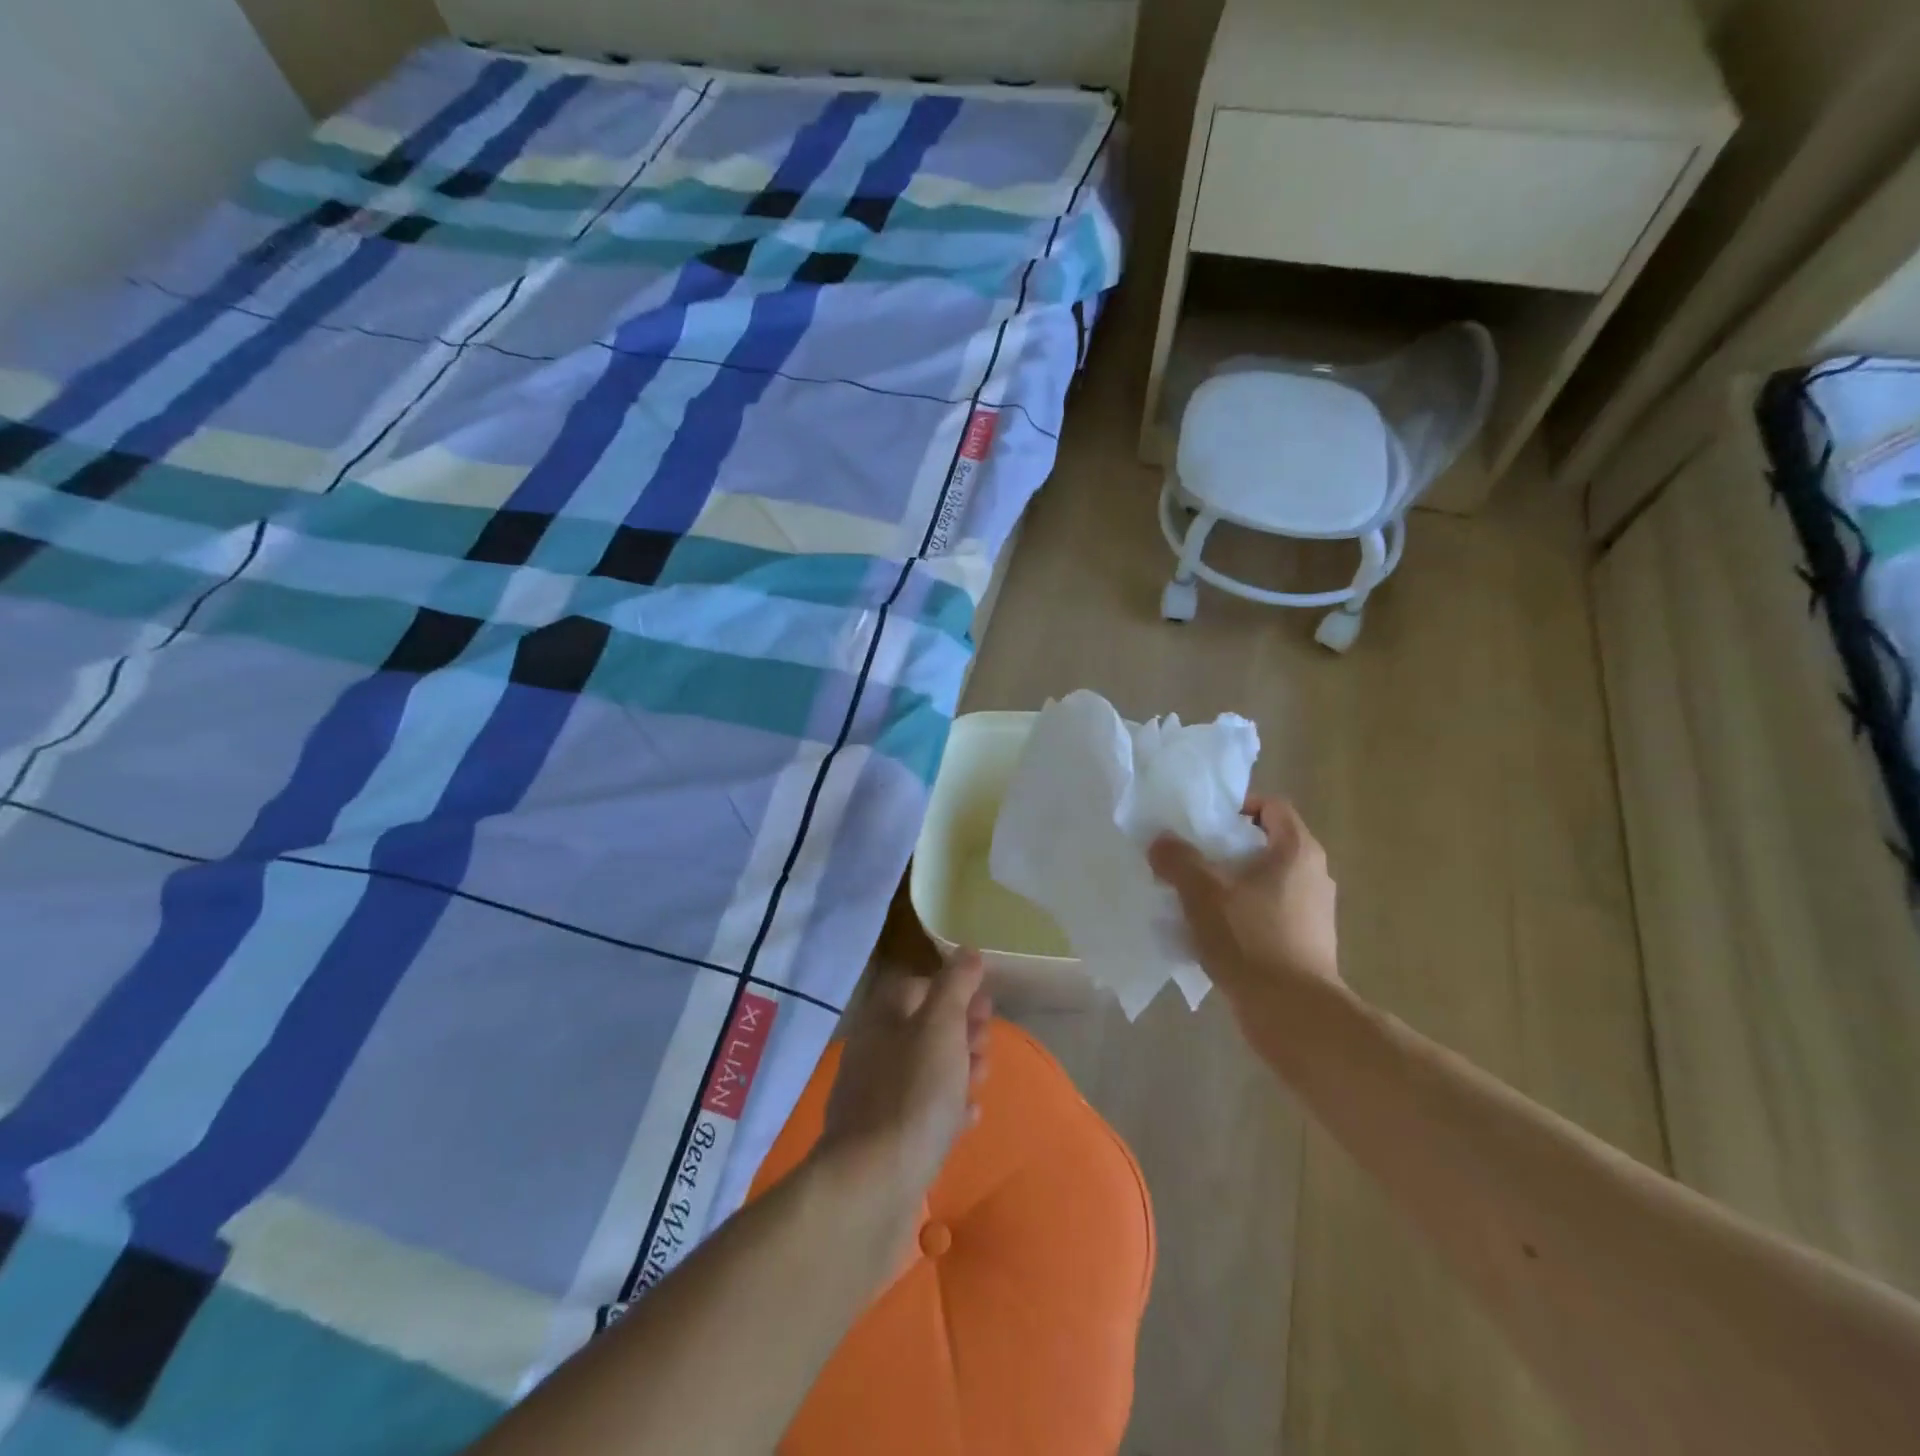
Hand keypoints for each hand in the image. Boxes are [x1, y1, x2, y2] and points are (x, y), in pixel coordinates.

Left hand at [816, 951, 991, 1212]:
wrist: (873, 1183)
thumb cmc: (913, 1092)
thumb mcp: (941, 1025)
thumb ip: (955, 985)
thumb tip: (968, 951)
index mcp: (883, 1018)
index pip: (917, 987)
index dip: (953, 990)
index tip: (985, 1005)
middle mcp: (874, 1051)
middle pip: (923, 1029)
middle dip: (960, 1031)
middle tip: (987, 1044)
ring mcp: (876, 1097)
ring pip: (925, 1071)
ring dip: (957, 1068)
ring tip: (982, 1078)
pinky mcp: (884, 1140)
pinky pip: (921, 1112)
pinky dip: (947, 1107)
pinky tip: (968, 1116)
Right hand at [1148, 797, 1340, 1012]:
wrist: (1293, 1012)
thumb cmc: (1250, 939)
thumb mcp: (1202, 892)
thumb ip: (1177, 859)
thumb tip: (1161, 841)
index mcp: (1297, 851)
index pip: (1271, 807)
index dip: (1236, 808)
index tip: (1203, 826)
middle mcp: (1314, 875)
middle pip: (1265, 845)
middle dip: (1225, 851)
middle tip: (1190, 861)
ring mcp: (1314, 912)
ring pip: (1264, 883)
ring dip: (1230, 886)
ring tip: (1195, 900)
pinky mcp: (1307, 944)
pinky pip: (1268, 915)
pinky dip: (1241, 917)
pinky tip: (1212, 934)